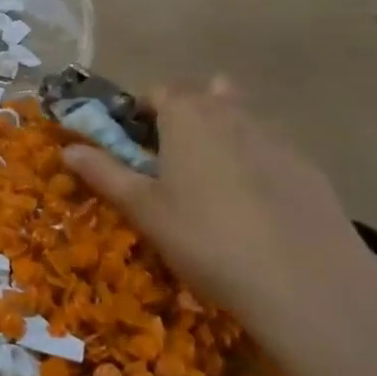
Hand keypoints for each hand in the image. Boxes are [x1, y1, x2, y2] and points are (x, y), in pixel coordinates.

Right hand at [62, 78, 376, 375]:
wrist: (308, 285)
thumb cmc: (207, 240)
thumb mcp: (144, 210)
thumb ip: (105, 173)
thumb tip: (67, 148)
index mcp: (188, 117)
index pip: (160, 91)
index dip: (142, 109)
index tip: (133, 140)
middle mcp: (232, 115)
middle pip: (203, 97)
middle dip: (183, 116)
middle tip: (169, 159)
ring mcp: (277, 140)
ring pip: (241, 121)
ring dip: (221, 134)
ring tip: (209, 179)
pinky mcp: (310, 170)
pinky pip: (271, 151)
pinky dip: (255, 162)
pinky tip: (254, 205)